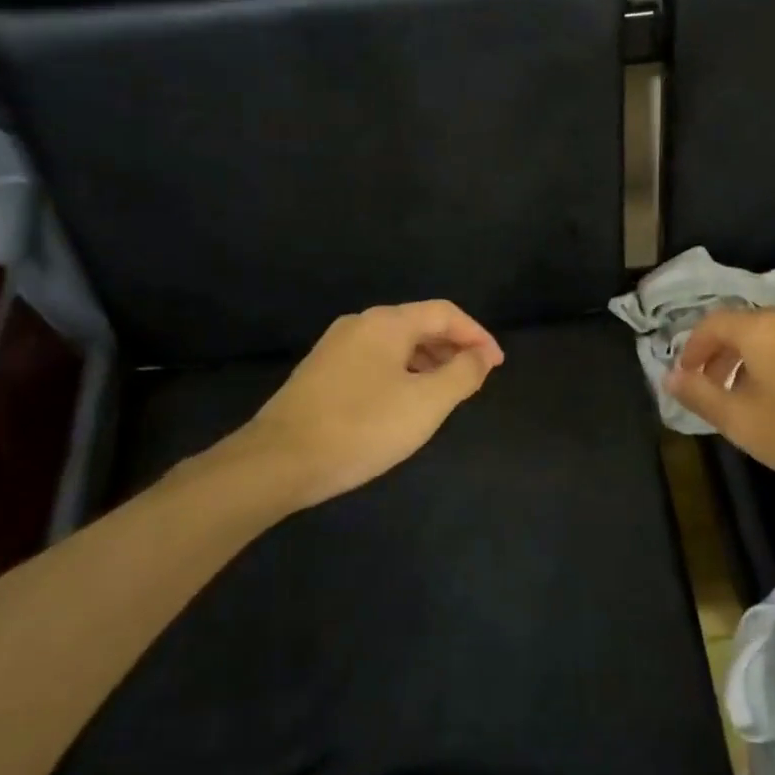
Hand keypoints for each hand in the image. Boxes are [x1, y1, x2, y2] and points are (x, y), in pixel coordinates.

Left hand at [220, 300, 503, 510]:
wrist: (277, 461)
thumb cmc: (362, 427)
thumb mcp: (426, 403)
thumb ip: (462, 374)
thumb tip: (481, 357)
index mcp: (387, 322)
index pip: (445, 313)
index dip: (477, 335)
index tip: (496, 365)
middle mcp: (360, 324)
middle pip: (419, 324)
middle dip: (453, 348)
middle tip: (475, 379)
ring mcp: (336, 348)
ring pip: (396, 345)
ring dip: (428, 362)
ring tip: (446, 394)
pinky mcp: (321, 373)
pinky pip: (375, 361)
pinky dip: (402, 373)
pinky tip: (404, 404)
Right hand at [665, 307, 774, 494]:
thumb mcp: (741, 421)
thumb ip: (700, 395)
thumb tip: (669, 376)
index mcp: (759, 329)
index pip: (711, 323)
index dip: (691, 348)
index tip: (685, 376)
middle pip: (741, 326)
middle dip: (719, 355)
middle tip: (712, 389)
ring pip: (771, 335)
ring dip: (749, 359)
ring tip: (748, 396)